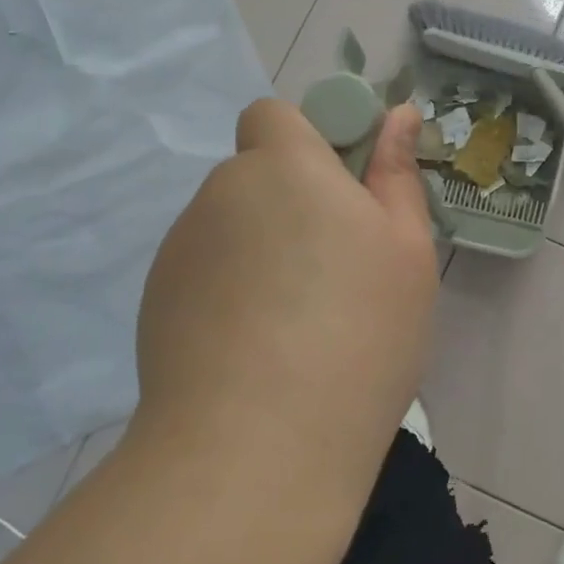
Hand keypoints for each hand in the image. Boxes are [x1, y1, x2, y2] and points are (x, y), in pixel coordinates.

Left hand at [133, 99, 438, 468]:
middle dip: (294, 202)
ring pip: (233, 227)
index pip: (274, 115)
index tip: (345, 191)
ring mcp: (180, 250)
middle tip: (338, 269)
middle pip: (257, 176)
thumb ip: (397, 174)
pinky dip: (232, 292)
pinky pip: (206, 273)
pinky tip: (258, 351)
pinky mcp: (156, 302)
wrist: (257, 448)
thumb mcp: (406, 250)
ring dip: (263, 250)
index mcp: (284, 167)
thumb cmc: (359, 332)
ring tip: (300, 323)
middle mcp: (220, 194)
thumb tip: (397, 115)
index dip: (308, 141)